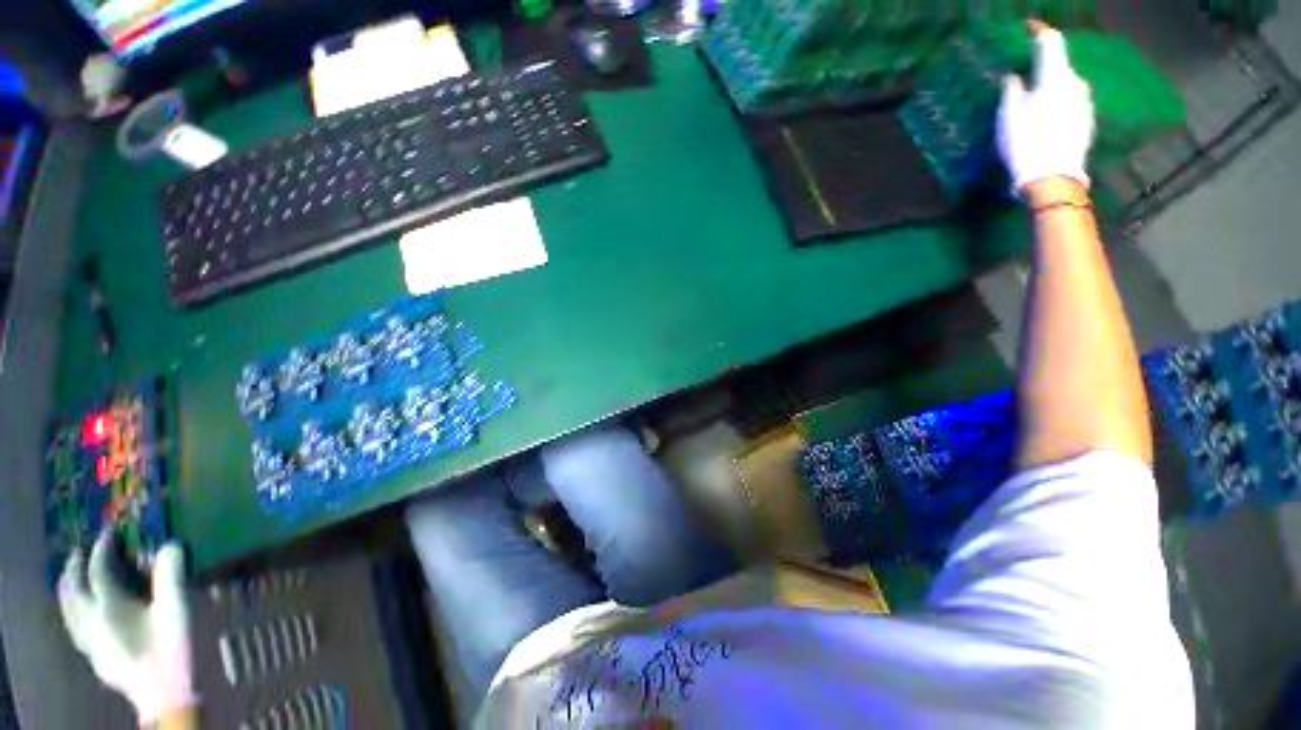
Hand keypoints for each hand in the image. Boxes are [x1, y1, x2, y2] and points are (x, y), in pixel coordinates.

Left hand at [59, 535, 196, 726]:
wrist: (162, 693)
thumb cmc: (170, 647)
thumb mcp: (176, 610)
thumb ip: (171, 576)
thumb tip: (170, 544)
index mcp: (107, 606)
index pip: (98, 569)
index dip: (102, 549)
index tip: (109, 534)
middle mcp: (89, 619)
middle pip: (71, 588)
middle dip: (74, 567)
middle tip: (81, 551)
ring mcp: (87, 639)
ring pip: (66, 608)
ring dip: (67, 587)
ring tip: (72, 576)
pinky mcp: (90, 653)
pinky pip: (72, 624)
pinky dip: (70, 609)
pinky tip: (77, 612)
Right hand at [997, 21, 1094, 196]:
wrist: (1054, 178)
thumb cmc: (1027, 143)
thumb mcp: (1009, 116)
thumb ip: (1013, 90)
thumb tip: (1014, 76)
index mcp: (1056, 77)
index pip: (1050, 43)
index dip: (1038, 31)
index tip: (1028, 26)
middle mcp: (1076, 84)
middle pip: (1059, 67)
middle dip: (1042, 68)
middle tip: (1024, 75)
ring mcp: (1085, 104)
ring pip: (1065, 86)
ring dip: (1049, 88)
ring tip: (1032, 102)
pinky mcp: (1086, 122)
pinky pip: (1069, 104)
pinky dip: (1056, 104)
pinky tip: (1044, 119)